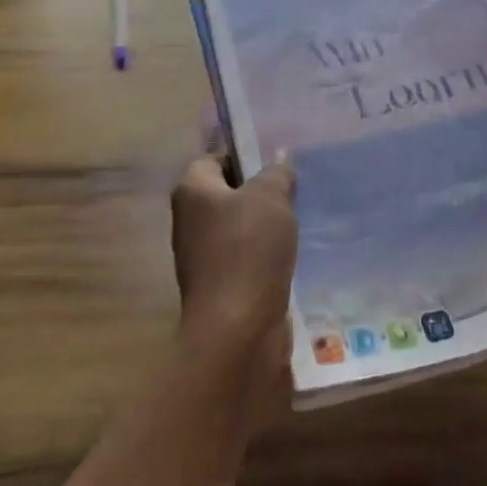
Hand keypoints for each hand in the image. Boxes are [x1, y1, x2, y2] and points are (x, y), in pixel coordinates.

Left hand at [169, 154, 297, 378]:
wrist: (237, 328)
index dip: (244, 157)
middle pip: (226, 194)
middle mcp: (189, 220)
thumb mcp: (271, 198)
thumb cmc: (248, 249)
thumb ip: (276, 173)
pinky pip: (243, 257)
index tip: (276, 164)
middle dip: (258, 192)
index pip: (214, 159)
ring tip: (298, 221)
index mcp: (192, 191)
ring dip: (264, 226)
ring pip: (237, 227)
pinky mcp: (218, 285)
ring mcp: (201, 256)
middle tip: (293, 190)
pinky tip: (290, 255)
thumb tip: (279, 157)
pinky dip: (264, 255)